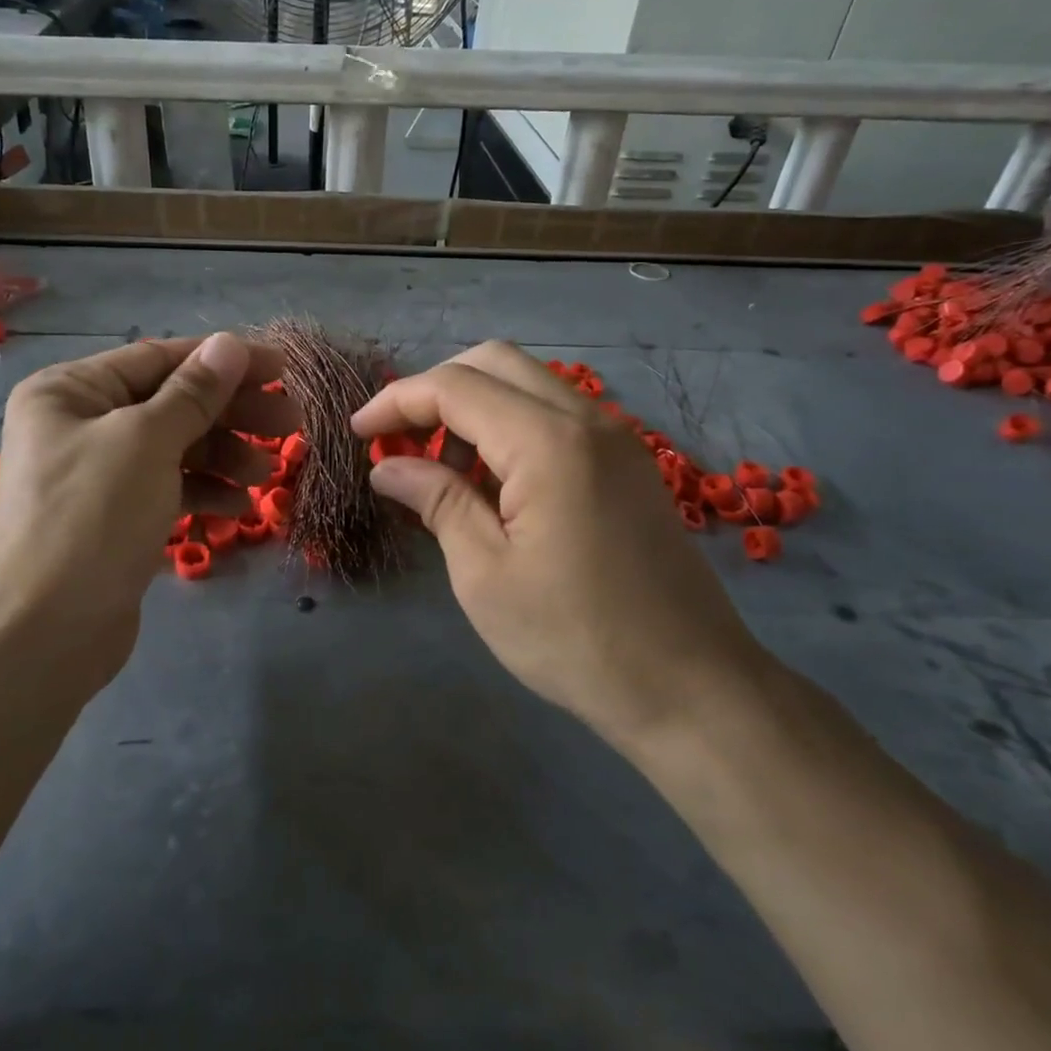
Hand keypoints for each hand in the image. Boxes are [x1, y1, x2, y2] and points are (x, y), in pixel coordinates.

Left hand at [0, 333, 297, 692]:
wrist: (42, 636)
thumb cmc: (90, 520)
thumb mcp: (146, 443)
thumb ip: (192, 393)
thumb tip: (230, 343)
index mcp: (70, 391)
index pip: (159, 358)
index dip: (223, 360)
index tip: (281, 369)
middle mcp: (80, 424)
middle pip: (171, 403)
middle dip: (231, 412)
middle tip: (291, 424)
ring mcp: (97, 474)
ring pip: (174, 448)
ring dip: (224, 455)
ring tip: (268, 474)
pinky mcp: (115, 517)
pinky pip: (167, 487)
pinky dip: (204, 491)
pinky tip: (240, 507)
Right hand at [351, 341, 762, 735]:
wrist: (693, 687)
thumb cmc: (576, 638)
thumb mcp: (484, 574)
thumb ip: (436, 501)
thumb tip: (388, 467)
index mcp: (548, 442)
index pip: (455, 386)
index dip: (397, 401)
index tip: (358, 432)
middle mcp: (586, 419)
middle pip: (494, 362)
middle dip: (434, 390)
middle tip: (398, 440)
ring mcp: (615, 438)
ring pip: (527, 384)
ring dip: (473, 406)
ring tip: (439, 467)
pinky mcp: (628, 462)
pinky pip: (555, 415)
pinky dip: (509, 426)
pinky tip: (491, 481)